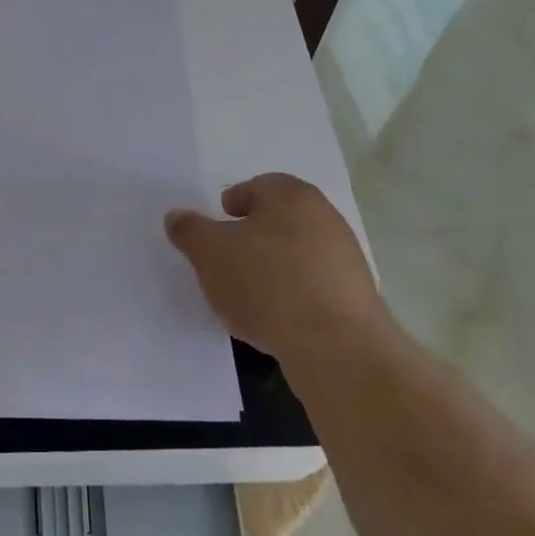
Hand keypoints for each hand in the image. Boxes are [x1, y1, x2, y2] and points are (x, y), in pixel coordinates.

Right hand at [164, 173, 383, 360]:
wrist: (338, 350)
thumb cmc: (267, 284)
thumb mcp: (210, 253)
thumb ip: (189, 230)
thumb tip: (177, 216)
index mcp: (293, 197)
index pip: (260, 185)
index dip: (235, 201)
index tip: (219, 222)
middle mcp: (326, 219)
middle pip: (281, 218)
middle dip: (254, 234)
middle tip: (228, 256)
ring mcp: (347, 259)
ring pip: (299, 252)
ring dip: (275, 265)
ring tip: (250, 293)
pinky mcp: (357, 298)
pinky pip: (316, 285)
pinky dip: (294, 293)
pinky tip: (278, 317)